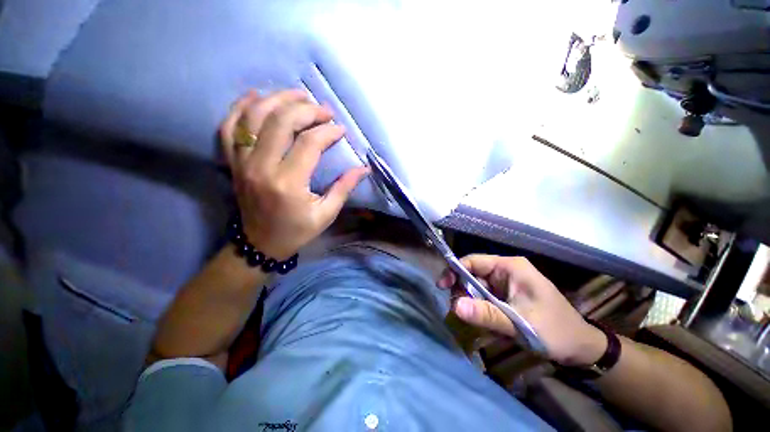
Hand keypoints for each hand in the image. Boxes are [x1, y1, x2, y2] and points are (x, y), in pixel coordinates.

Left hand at [220, 90, 368, 259]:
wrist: (259, 243)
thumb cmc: (297, 231)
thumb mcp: (326, 214)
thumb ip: (344, 188)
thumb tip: (363, 168)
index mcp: (288, 184)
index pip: (310, 143)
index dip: (328, 131)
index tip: (340, 130)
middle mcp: (261, 167)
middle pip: (281, 121)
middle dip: (306, 109)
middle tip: (324, 110)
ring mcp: (241, 162)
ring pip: (254, 117)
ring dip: (277, 99)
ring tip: (298, 95)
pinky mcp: (232, 162)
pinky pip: (229, 127)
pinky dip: (240, 107)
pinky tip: (257, 96)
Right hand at [438, 254, 606, 365]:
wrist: (581, 349)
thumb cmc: (556, 331)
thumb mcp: (520, 324)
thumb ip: (487, 314)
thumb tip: (454, 306)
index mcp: (510, 267)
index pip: (473, 261)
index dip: (455, 271)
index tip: (442, 287)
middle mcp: (505, 271)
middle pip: (472, 274)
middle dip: (463, 291)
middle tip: (460, 311)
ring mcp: (505, 283)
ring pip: (477, 288)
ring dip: (473, 303)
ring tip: (479, 322)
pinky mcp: (506, 295)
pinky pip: (485, 298)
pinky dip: (481, 310)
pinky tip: (488, 324)